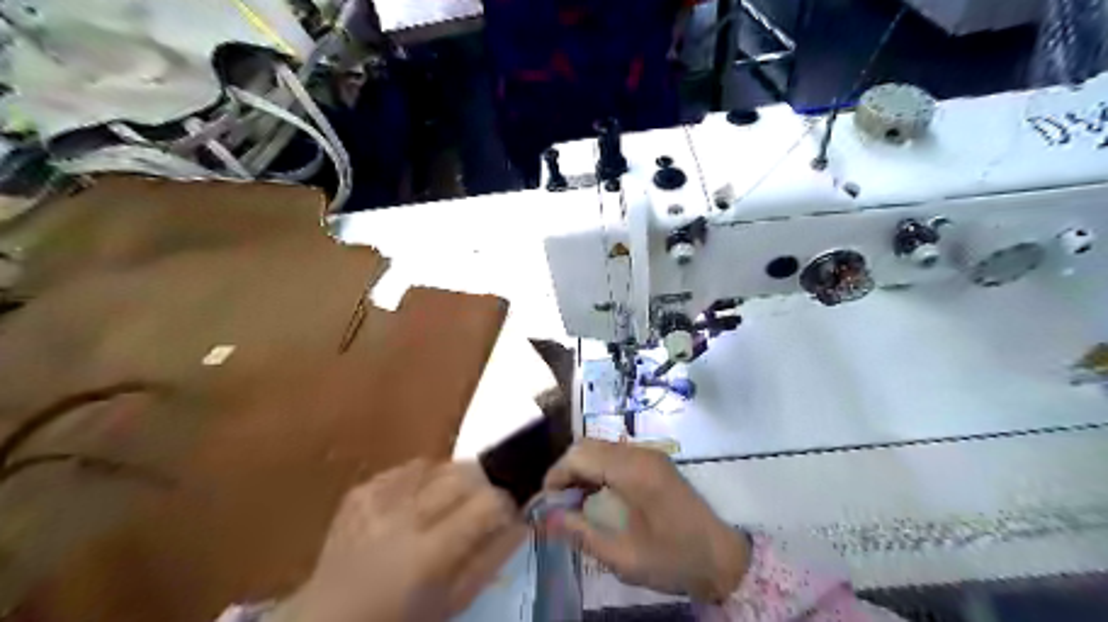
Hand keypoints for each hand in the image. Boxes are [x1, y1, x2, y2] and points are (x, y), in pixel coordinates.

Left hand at [269, 459, 524, 621]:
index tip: (507, 515)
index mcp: (428, 554)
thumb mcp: (451, 604)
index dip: (506, 504)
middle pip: (465, 473)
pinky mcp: (360, 491)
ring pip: (438, 464)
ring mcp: (376, 499)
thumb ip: (490, 560)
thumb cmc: (399, 621)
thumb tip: (521, 522)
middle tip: (482, 508)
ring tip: (449, 504)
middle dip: (484, 485)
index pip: (488, 502)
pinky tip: (419, 502)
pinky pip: (407, 468)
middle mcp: (402, 517)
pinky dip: (424, 478)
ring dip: (454, 479)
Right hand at [541, 437, 747, 601]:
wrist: (722, 558)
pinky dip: (597, 469)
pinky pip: (615, 455)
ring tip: (573, 502)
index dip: (556, 476)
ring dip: (581, 469)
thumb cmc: (673, 559)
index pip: (580, 456)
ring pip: (600, 447)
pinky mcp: (654, 462)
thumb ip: (580, 533)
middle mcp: (639, 453)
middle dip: (566, 471)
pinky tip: (595, 495)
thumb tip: (544, 520)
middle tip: (558, 504)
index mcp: (633, 471)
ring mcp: (649, 455)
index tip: (546, 504)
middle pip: (587, 445)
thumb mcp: (622, 556)